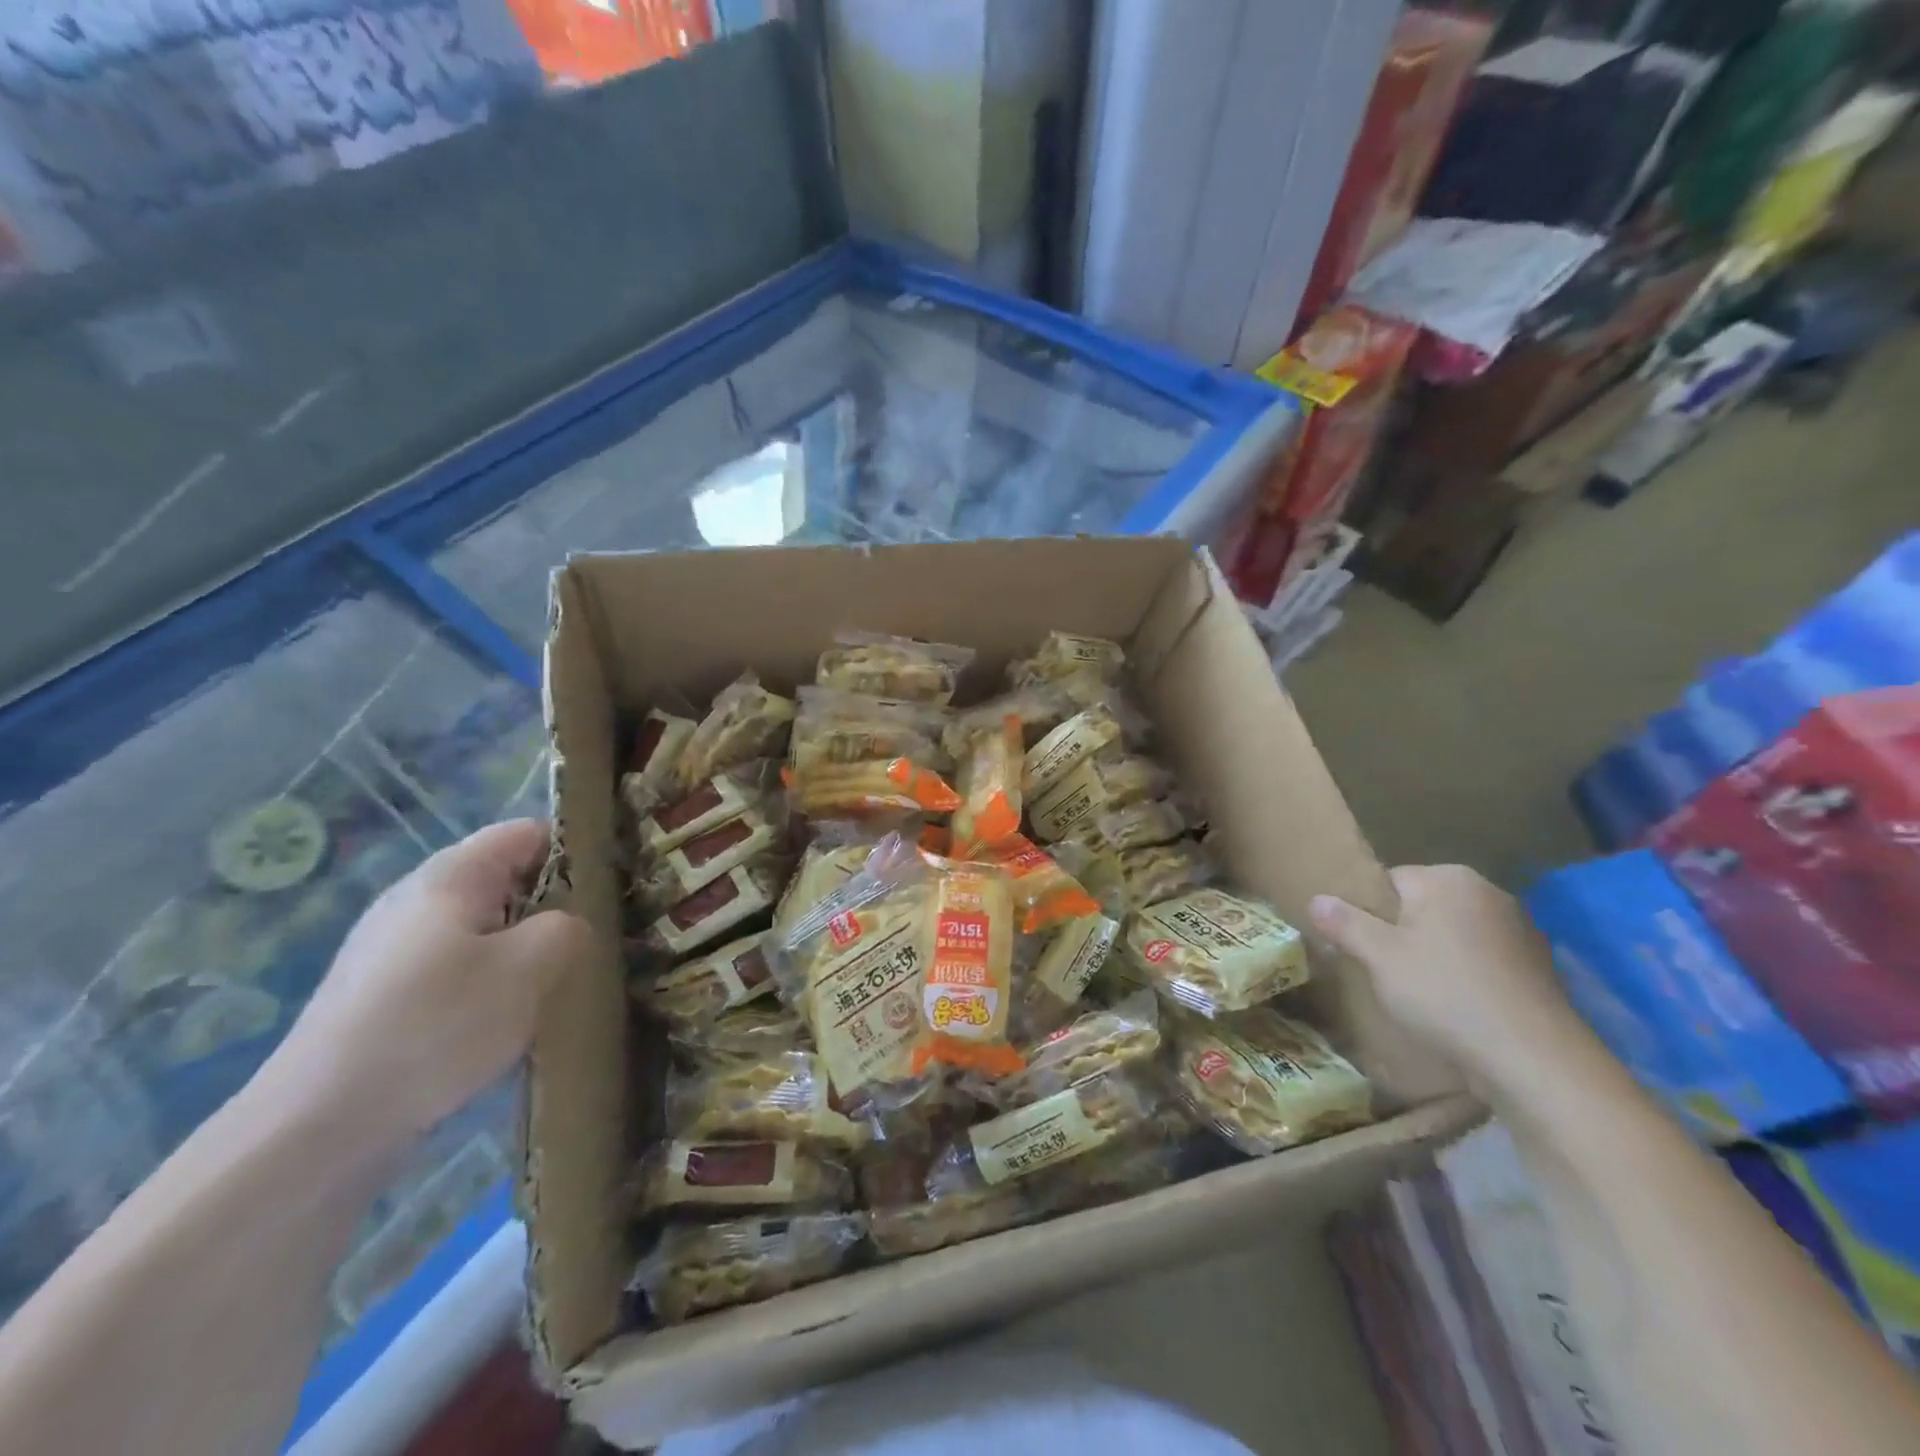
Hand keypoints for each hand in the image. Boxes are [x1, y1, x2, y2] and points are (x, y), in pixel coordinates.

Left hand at [266, 820, 592, 1143]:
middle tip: (591, 943)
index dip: (575, 850)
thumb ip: (568, 928)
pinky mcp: (381, 997)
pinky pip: (454, 971)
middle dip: (552, 906)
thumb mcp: (531, 967)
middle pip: (505, 881)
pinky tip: (501, 1027)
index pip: (528, 833)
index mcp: (451, 875)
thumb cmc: (437, 1026)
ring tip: (553, 988)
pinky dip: (487, 986)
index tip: (612, 888)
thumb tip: (566, 927)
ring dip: (522, 952)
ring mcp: (392, 950)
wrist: (317, 1129)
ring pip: (483, 930)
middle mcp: (416, 900)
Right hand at [1310, 865, 1580, 1090]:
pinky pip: (1481, 961)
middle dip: (1399, 934)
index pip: (1389, 881)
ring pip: (1452, 935)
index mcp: (1449, 879)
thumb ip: (1344, 923)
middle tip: (1380, 971)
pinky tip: (1455, 1008)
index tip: (1355, 946)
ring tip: (1416, 994)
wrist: (1535, 1061)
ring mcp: (1520, 930)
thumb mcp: (1379, 957)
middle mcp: (1489, 893)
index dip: (1365, 913)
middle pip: (1421, 907)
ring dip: (1432, 956)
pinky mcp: (1538, 968)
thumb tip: (1316, 899)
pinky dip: (1464, 976)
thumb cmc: (1446, 994)